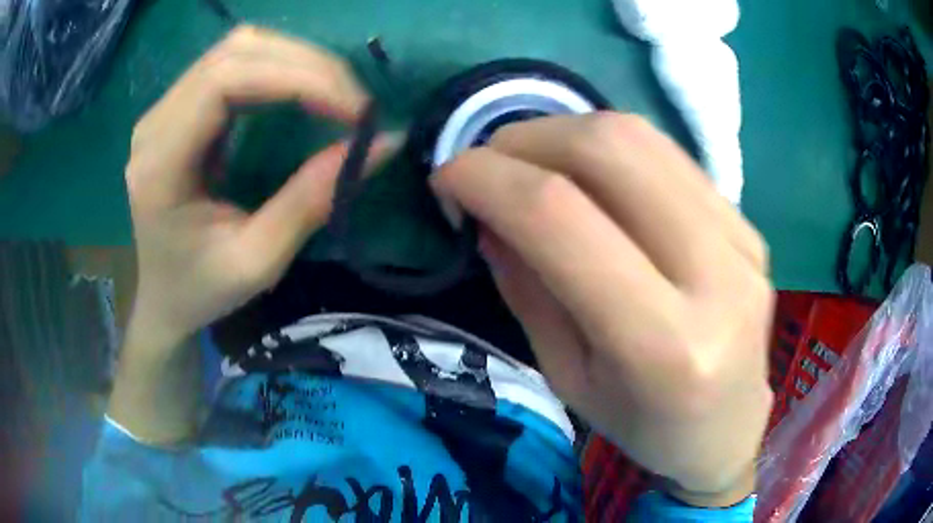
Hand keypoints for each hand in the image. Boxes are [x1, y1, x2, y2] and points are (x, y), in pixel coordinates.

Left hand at [125, 25, 394, 346]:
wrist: (163, 296)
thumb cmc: (201, 290)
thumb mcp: (258, 262)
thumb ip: (312, 200)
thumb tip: (383, 143)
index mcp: (160, 164)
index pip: (224, 82)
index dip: (296, 79)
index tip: (355, 111)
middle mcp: (155, 123)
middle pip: (235, 52)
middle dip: (307, 66)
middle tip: (356, 105)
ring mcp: (165, 109)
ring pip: (237, 48)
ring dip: (296, 60)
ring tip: (336, 95)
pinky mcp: (180, 107)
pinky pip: (235, 63)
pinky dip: (280, 67)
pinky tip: (304, 90)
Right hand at [433, 113, 773, 505]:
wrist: (728, 428)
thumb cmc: (643, 426)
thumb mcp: (567, 377)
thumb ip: (527, 288)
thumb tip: (488, 212)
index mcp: (663, 345)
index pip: (561, 219)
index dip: (488, 179)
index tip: (447, 176)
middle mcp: (716, 277)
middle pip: (610, 151)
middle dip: (527, 138)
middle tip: (490, 160)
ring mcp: (741, 241)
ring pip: (642, 138)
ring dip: (566, 131)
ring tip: (532, 159)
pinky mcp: (749, 225)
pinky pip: (670, 156)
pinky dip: (612, 149)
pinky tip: (591, 175)